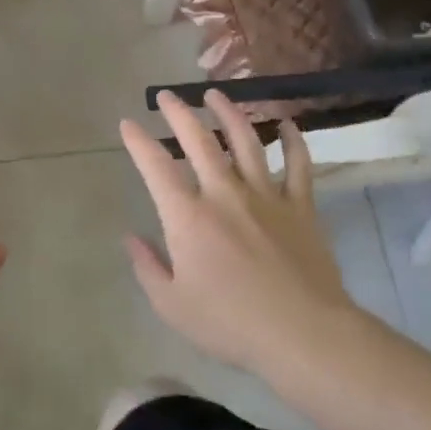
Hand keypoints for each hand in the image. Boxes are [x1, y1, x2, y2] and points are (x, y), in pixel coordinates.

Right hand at [120, 91, 360, 379]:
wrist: (303, 334)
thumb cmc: (230, 323)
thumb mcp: (172, 305)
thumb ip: (147, 267)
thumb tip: (130, 237)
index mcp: (188, 216)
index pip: (156, 167)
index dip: (138, 142)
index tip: (127, 124)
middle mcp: (224, 194)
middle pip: (199, 140)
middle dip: (179, 113)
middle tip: (167, 95)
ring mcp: (266, 196)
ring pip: (246, 141)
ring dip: (229, 113)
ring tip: (216, 94)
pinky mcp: (300, 207)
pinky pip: (298, 165)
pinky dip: (293, 141)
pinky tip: (287, 124)